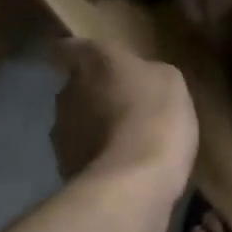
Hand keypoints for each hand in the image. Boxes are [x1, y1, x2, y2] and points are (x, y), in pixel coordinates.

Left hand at [51, 39, 197, 195]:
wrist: (133, 183)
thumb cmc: (155, 117)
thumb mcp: (170, 81)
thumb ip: (146, 73)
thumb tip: (137, 79)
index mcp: (93, 62)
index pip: (69, 47)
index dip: (77, 53)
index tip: (89, 61)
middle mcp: (68, 92)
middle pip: (75, 87)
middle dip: (95, 95)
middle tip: (124, 106)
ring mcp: (61, 132)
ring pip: (76, 123)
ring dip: (94, 129)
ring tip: (126, 143)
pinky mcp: (64, 167)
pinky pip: (82, 155)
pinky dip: (97, 159)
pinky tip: (122, 170)